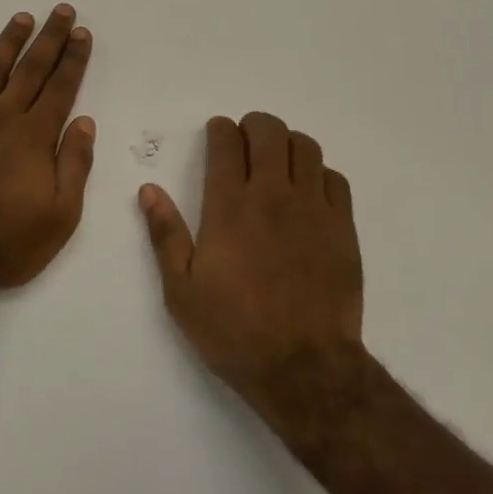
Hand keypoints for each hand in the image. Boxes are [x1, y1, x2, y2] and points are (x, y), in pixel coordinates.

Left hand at [0, 5, 96, 290]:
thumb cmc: (7, 242)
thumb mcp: (60, 215)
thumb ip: (75, 165)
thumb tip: (85, 121)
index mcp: (34, 137)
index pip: (61, 87)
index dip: (73, 59)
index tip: (82, 33)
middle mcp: (1, 117)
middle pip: (30, 69)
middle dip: (49, 38)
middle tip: (61, 11)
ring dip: (8, 41)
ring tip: (22, 18)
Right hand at [139, 113, 363, 406]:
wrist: (303, 367)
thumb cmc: (233, 329)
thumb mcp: (181, 289)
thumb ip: (165, 233)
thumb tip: (149, 189)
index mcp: (229, 205)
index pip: (227, 142)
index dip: (220, 130)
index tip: (217, 134)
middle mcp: (273, 194)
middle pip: (269, 131)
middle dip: (254, 126)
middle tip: (245, 141)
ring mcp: (313, 208)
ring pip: (306, 147)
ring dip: (287, 144)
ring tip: (277, 161)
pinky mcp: (343, 227)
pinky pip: (335, 179)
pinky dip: (319, 173)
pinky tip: (308, 192)